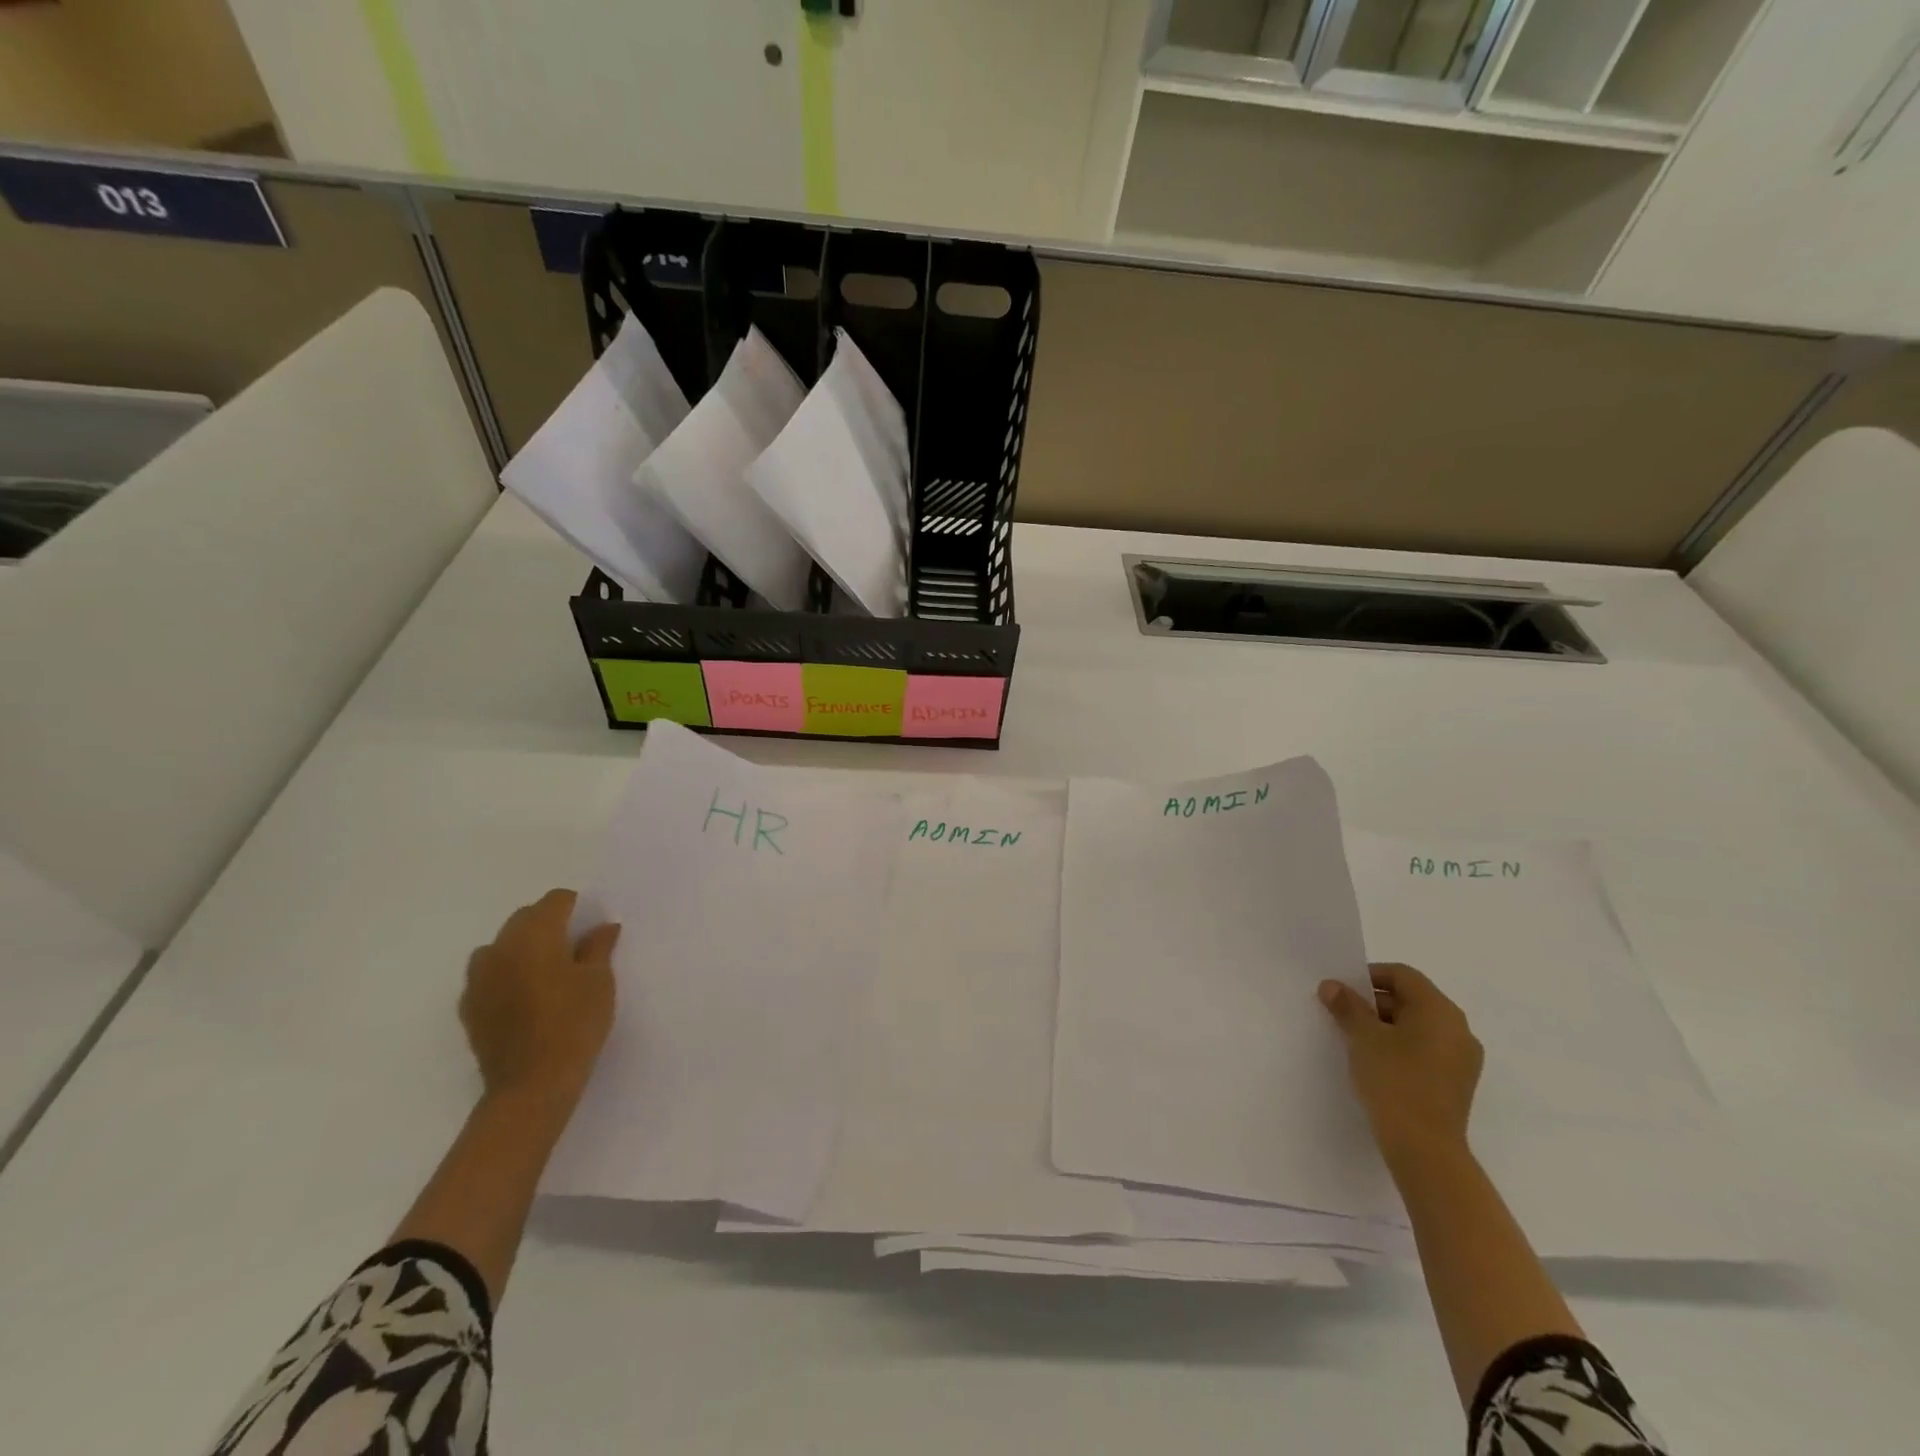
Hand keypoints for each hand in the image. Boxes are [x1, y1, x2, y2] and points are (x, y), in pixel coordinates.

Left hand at [461, 889, 619, 1104]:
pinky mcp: (469, 1006)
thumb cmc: (574, 1024)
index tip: (591, 924)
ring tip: (546, 971)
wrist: (531, 1085)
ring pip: (501, 945)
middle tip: (574, 946)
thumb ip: (598, 947)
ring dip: (523, 947)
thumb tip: (602, 927)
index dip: (575, 906)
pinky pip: (488, 974)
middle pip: (524, 918)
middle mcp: (500, 948)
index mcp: (535, 935)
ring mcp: (478, 978)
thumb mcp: (599, 981)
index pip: (554, 901)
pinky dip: (506, 973)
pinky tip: (525, 996)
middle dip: (548, 923)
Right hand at [1319, 962, 1482, 1167]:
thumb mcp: (1362, 1037)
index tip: (1343, 991)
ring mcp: (1462, 1059)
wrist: (1424, 1148)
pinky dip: (1402, 1047)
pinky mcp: (1457, 1083)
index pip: (1402, 975)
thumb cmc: (1394, 1080)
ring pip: (1419, 1027)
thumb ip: (1347, 1006)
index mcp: (1439, 1010)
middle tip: (1344, 1015)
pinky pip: (1426, 1050)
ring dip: (1387, 1026)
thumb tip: (1332, 986)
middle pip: (1412, 999)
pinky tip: (1378, 1064)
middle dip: (1375, 1003)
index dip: (1369, 976)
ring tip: (1357, 1041)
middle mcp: (1459, 1029)